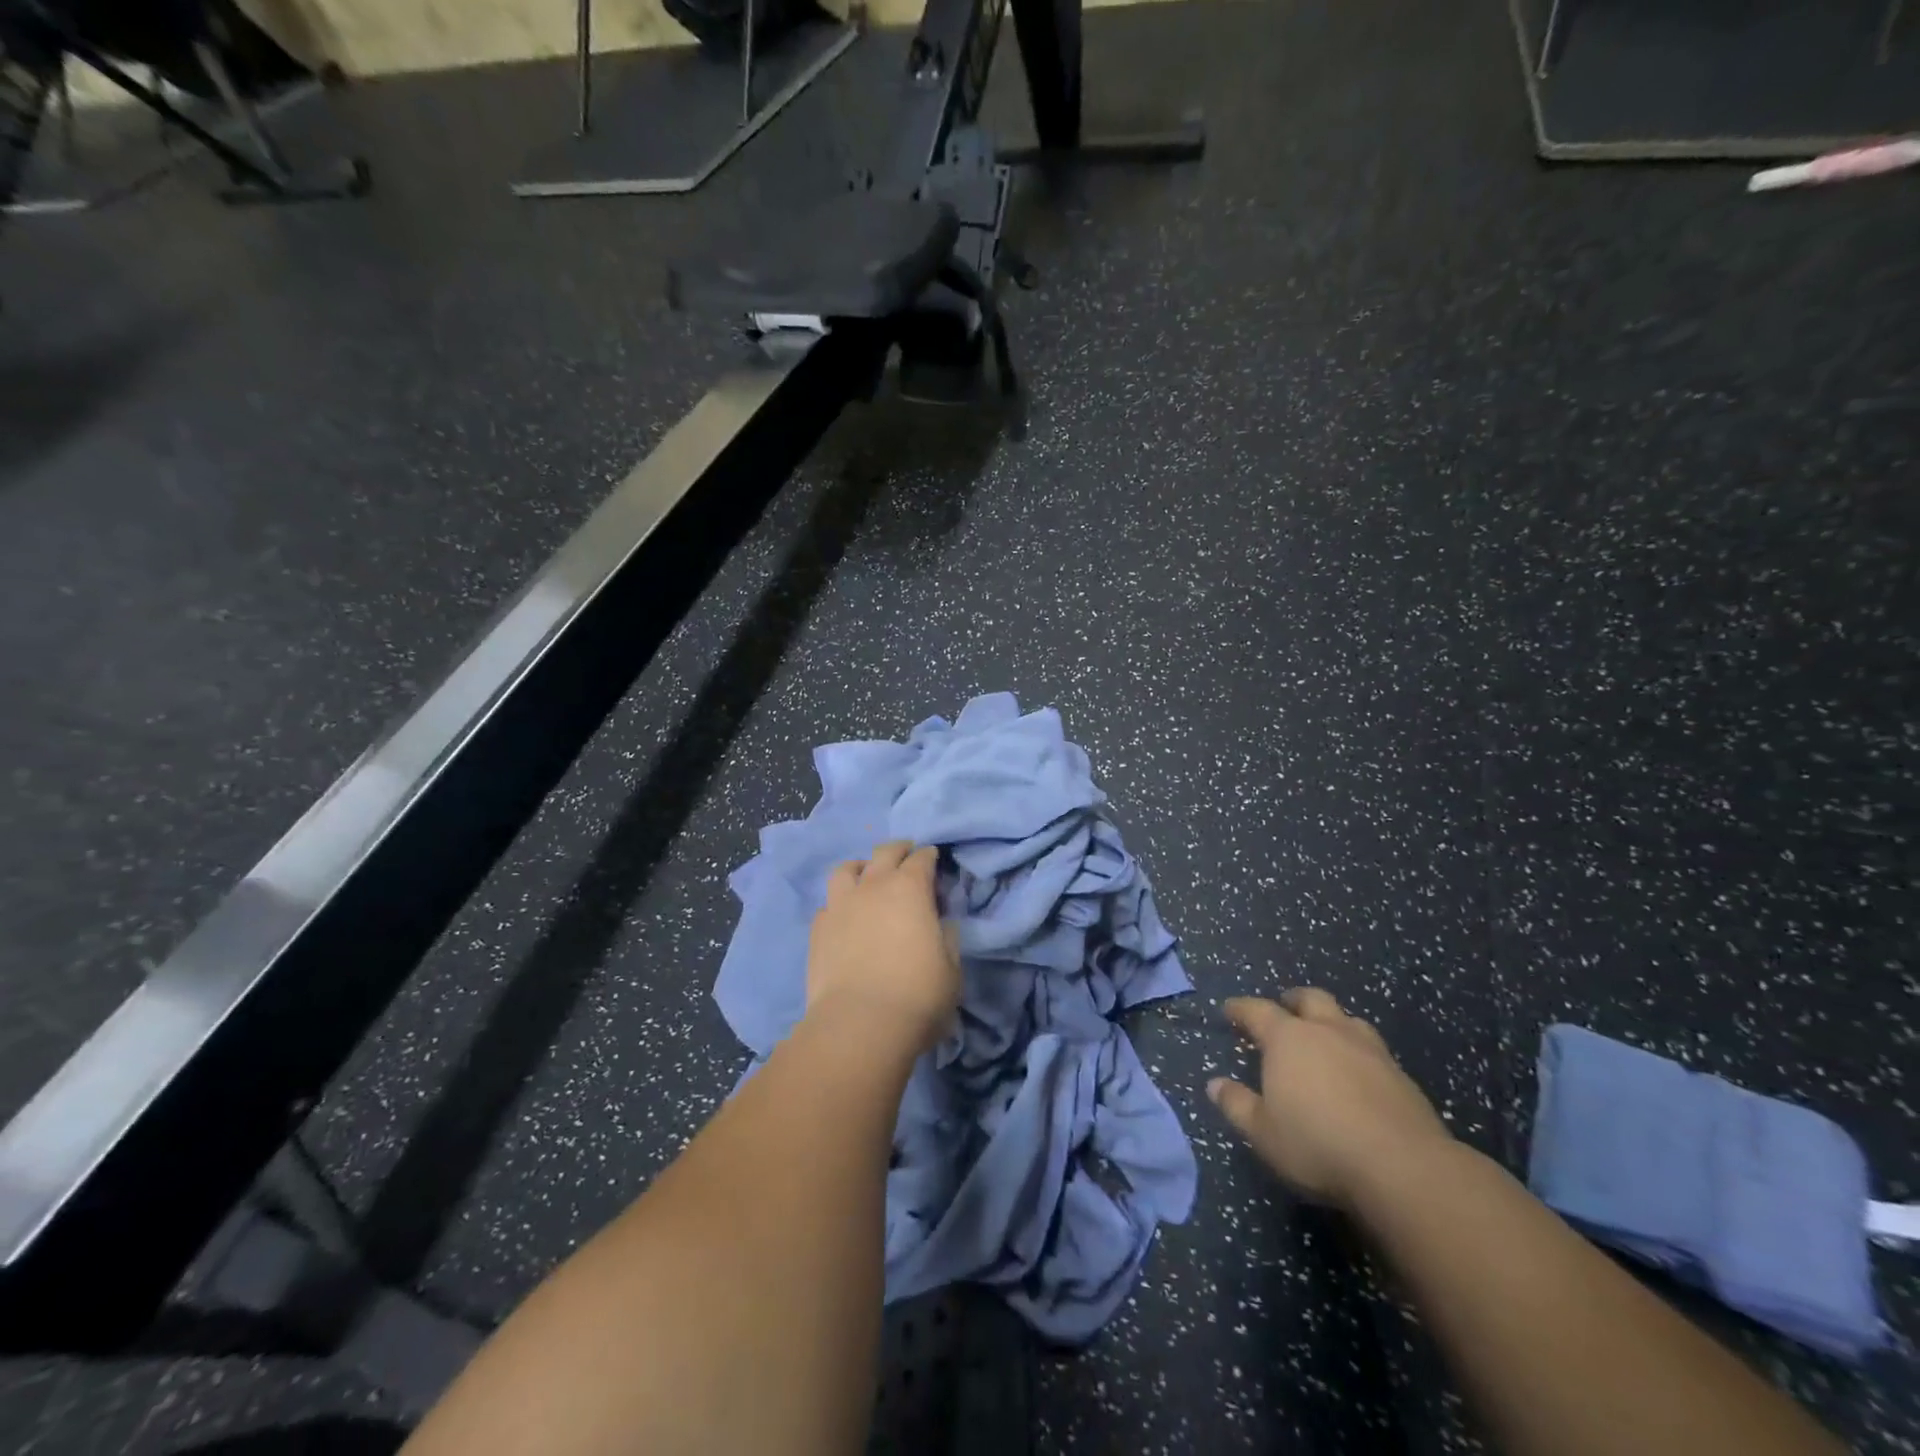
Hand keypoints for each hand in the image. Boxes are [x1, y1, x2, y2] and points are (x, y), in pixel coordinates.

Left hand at [805, 841, 959, 1056]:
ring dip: (861, 868)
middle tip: (906, 856)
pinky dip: (840, 903)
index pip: (922, 858)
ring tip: (866, 877)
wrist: (859, 1024)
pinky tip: (845, 917)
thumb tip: (940, 924)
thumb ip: (947, 938)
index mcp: (910, 889)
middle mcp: (873, 886)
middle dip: (899, 850)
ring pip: (846, 869)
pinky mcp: (818, 929)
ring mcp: (840, 905)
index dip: (930, 857)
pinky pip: (829, 903)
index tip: (935, 861)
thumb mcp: (951, 968)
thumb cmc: (918, 996)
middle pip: (885, 852)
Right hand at [1207, 989, 1452, 1210]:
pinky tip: (1359, 1072)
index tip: (1229, 1009)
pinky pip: (1373, 1049)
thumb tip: (1214, 1084)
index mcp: (1288, 1039)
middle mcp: (1327, 1032)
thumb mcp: (1263, 1132)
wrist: (1404, 1168)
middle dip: (1293, 1000)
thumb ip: (1237, 1105)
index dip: (1240, 1008)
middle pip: (1310, 999)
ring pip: (1347, 1018)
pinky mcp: (1401, 1075)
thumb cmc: (1318, 1144)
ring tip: (1326, 1035)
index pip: (1257, 1010)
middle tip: (1284, 1007)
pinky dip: (1359, 1051)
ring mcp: (1369, 1050)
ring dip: (1332, 1021)